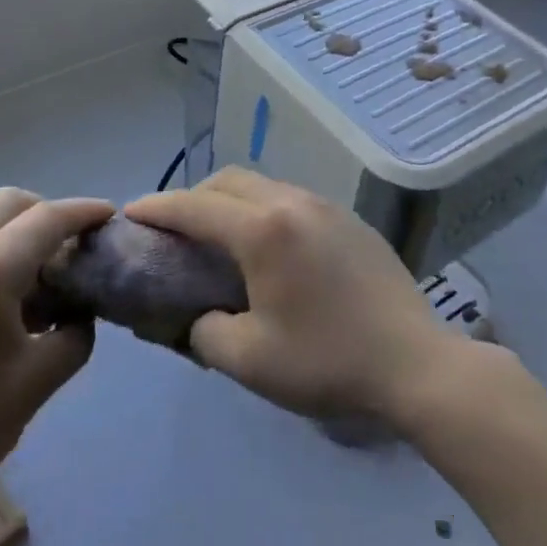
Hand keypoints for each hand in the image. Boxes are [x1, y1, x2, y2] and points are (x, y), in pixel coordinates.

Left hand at [0, 190, 112, 521]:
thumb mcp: (36, 384)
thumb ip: (74, 336)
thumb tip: (77, 313)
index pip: (45, 219)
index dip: (83, 212)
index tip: (110, 216)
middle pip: (7, 203)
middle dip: (47, 212)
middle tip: (71, 248)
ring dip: (15, 233)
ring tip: (36, 282)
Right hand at [126, 169, 465, 424]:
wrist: (416, 363)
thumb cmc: (327, 361)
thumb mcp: (250, 360)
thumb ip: (205, 332)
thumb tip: (197, 316)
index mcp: (264, 230)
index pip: (194, 207)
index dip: (157, 208)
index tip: (130, 214)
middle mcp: (292, 202)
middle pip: (228, 182)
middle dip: (192, 198)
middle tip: (173, 230)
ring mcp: (326, 206)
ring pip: (262, 185)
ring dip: (230, 201)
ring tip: (218, 236)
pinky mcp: (349, 219)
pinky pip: (291, 199)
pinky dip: (263, 209)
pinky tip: (268, 246)